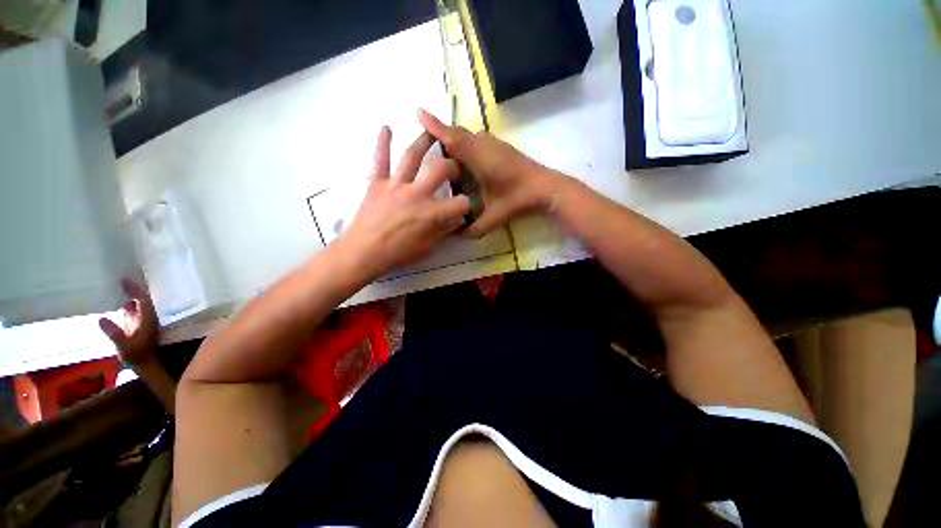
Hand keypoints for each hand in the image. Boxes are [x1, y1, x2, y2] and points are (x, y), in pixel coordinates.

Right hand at [99, 279, 159, 365]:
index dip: (136, 290)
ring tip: (115, 286)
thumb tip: (101, 319)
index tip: (124, 281)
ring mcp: (143, 320)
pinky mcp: (138, 324)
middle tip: (118, 279)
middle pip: (143, 298)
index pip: (144, 300)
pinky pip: (133, 310)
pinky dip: (126, 304)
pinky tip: (116, 301)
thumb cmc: (136, 355)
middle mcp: (148, 317)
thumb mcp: (124, 345)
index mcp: (148, 319)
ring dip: (129, 295)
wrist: (145, 363)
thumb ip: (114, 333)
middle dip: (133, 289)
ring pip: (138, 303)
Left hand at [337, 126, 470, 278]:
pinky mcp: (377, 183)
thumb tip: (456, 220)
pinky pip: (380, 160)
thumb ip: (444, 231)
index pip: (460, 203)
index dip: (466, 205)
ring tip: (431, 131)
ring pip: (412, 157)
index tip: (464, 207)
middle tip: (452, 169)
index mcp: (431, 213)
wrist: (363, 252)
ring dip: (423, 142)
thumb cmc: (397, 253)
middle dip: (452, 167)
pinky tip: (386, 127)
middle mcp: (416, 193)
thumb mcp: (428, 247)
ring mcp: (395, 185)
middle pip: (441, 169)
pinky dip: (382, 143)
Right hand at [418, 109, 561, 236]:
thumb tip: (457, 234)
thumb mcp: (492, 218)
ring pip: (468, 136)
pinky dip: (466, 145)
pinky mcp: (501, 147)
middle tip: (428, 147)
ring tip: (444, 157)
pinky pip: (477, 140)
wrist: (544, 188)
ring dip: (455, 141)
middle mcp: (483, 144)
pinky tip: (466, 161)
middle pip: (457, 133)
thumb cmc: (516, 199)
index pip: (451, 138)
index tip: (418, 112)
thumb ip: (473, 228)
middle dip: (441, 134)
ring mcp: (493, 143)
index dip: (434, 126)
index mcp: (477, 157)